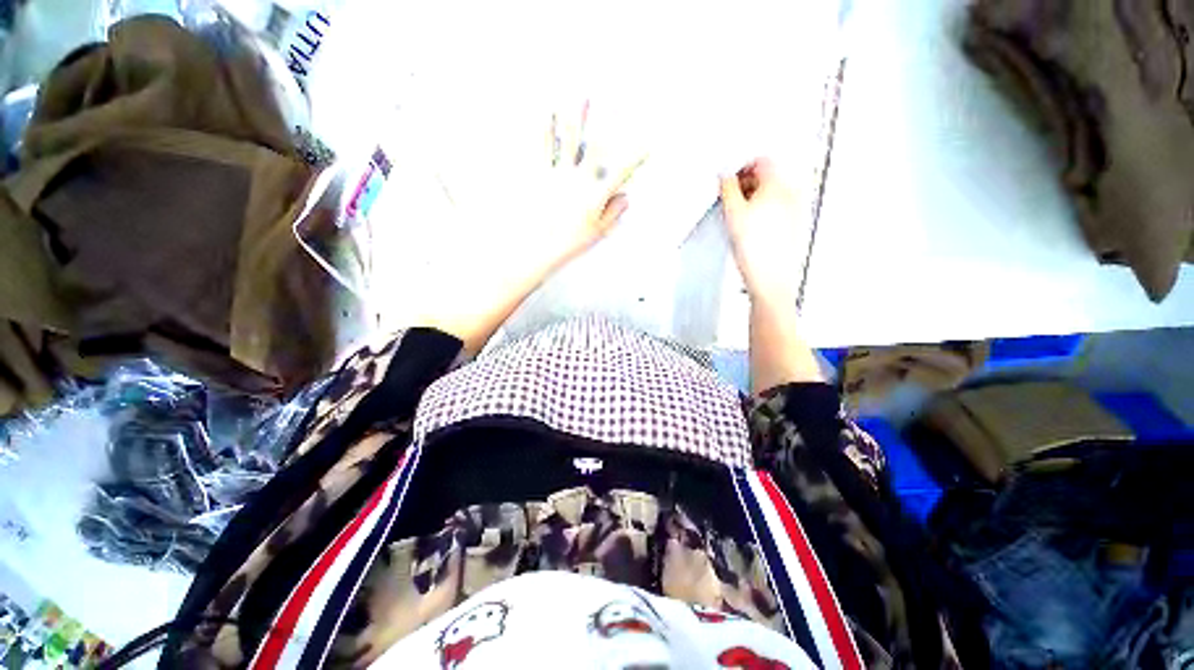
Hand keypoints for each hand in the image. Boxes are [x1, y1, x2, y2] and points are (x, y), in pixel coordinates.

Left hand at [508, 104, 644, 273]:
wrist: (542, 247)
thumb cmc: (571, 241)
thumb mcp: (598, 231)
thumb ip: (613, 212)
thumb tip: (626, 197)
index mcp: (595, 195)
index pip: (620, 172)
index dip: (635, 157)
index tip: (647, 145)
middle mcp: (579, 180)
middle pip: (595, 147)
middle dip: (608, 124)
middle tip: (615, 102)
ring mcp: (559, 175)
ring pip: (569, 140)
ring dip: (576, 116)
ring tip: (580, 95)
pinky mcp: (542, 175)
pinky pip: (544, 148)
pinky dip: (545, 129)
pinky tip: (545, 113)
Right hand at [719, 158, 804, 300]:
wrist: (770, 278)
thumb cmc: (757, 251)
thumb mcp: (733, 213)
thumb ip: (727, 188)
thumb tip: (724, 175)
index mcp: (779, 185)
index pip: (761, 162)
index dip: (741, 168)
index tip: (729, 181)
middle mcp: (792, 193)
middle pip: (768, 177)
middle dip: (747, 184)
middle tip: (730, 199)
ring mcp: (796, 210)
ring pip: (772, 194)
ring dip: (754, 199)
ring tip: (739, 217)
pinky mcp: (794, 226)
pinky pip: (777, 210)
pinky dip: (763, 212)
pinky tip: (751, 228)